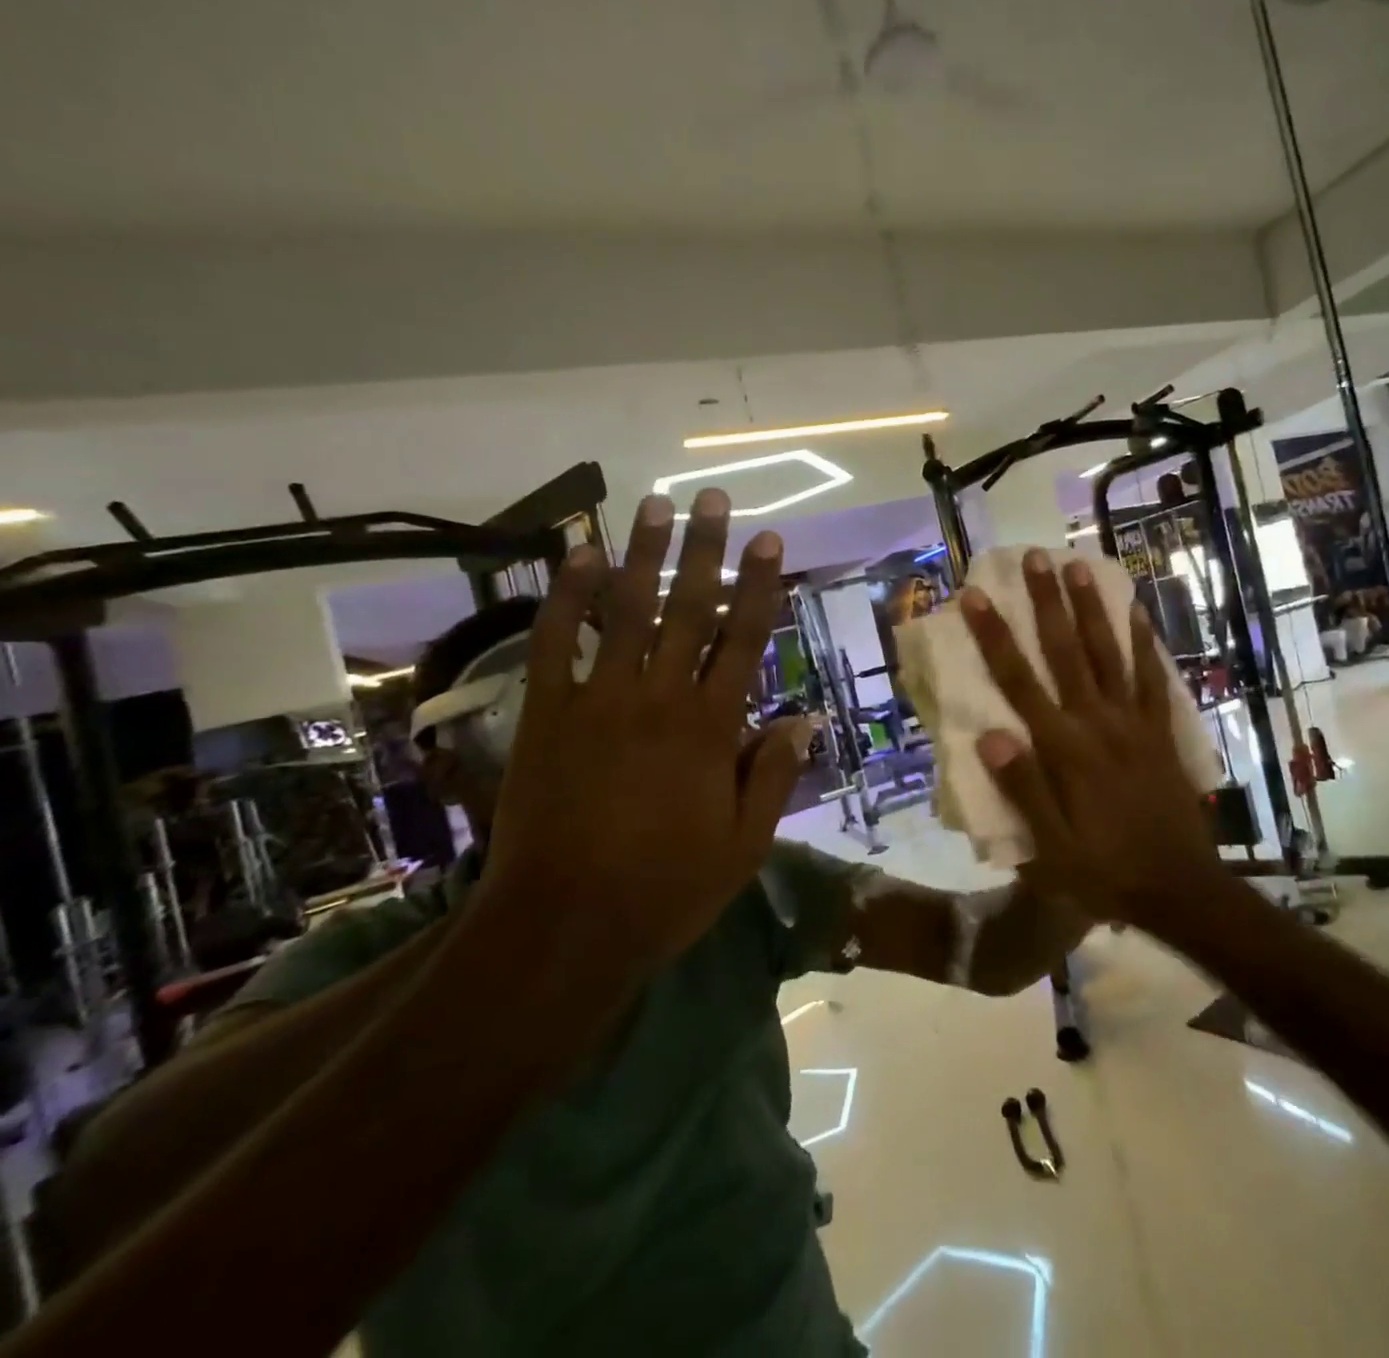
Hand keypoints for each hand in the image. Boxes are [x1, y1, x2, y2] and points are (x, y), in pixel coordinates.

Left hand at [480, 487, 805, 966]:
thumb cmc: (666, 890)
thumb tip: (803, 719)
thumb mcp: (745, 845)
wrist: (563, 928)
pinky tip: (576, 559)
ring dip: (642, 555)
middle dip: (705, 550)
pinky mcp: (546, 715)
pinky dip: (563, 599)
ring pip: (626, 612)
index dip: (761, 587)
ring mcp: (598, 701)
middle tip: (713, 499)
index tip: (771, 542)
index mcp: (711, 728)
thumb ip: (773, 775)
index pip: (744, 640)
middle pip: (689, 609)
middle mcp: (659, 699)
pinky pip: (554, 644)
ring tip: (653, 505)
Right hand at [961, 550, 1219, 926]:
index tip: (976, 597)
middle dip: (1047, 602)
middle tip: (1035, 558)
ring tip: (1079, 566)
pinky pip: (1153, 679)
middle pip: (1066, 651)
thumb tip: (989, 735)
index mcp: (1063, 748)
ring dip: (1092, 608)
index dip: (995, 636)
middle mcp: (1097, 722)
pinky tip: (1138, 613)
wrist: (1180, 888)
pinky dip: (1145, 644)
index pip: (1019, 681)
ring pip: (1109, 653)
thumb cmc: (1104, 872)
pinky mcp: (1160, 731)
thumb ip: (1022, 789)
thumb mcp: (1050, 849)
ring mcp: (1133, 722)